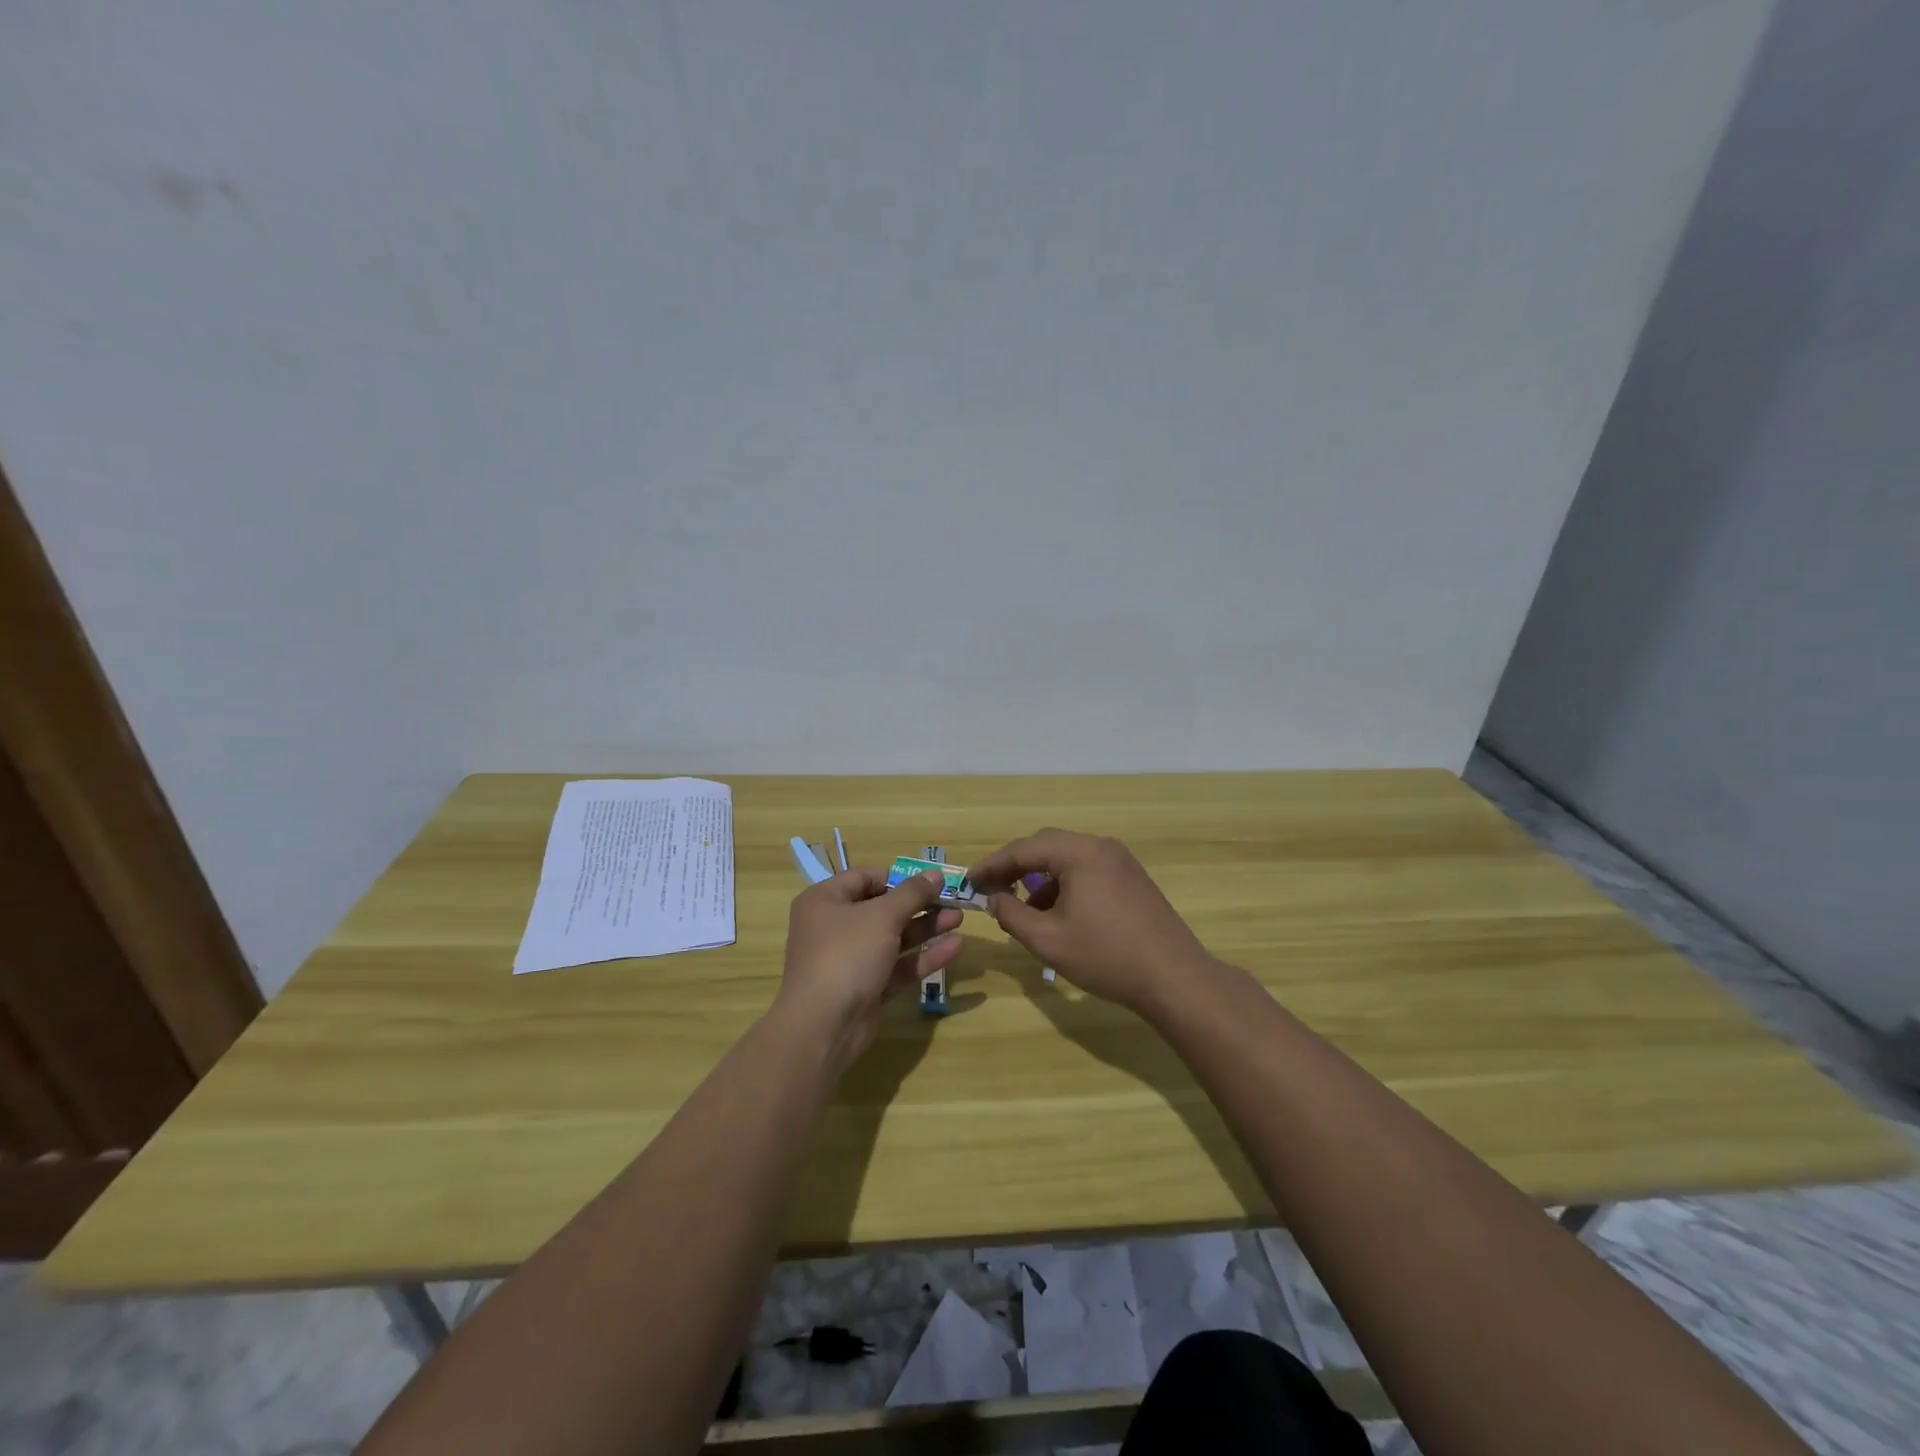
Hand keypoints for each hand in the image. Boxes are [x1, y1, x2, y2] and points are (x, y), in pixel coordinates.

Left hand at [775, 869, 963, 1073]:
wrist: (823, 1026)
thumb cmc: (847, 954)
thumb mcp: (882, 916)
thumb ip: (912, 894)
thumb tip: (935, 874)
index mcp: (826, 901)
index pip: (865, 878)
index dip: (899, 878)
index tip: (931, 880)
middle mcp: (835, 927)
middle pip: (883, 909)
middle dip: (920, 904)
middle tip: (953, 900)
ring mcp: (851, 960)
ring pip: (894, 938)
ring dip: (926, 928)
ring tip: (959, 919)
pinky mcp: (867, 988)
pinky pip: (898, 966)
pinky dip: (923, 957)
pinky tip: (955, 947)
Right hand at [967, 829, 1213, 1013]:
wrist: (1175, 978)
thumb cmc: (1106, 956)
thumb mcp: (1048, 940)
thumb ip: (1012, 915)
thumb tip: (994, 900)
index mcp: (1080, 853)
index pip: (1024, 849)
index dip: (992, 865)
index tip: (969, 881)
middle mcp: (1101, 847)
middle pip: (1046, 846)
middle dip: (1015, 868)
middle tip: (990, 890)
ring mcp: (1120, 861)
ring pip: (1067, 859)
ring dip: (1040, 879)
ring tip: (1022, 910)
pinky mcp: (1132, 879)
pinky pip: (1087, 871)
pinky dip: (1064, 886)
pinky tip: (1057, 915)